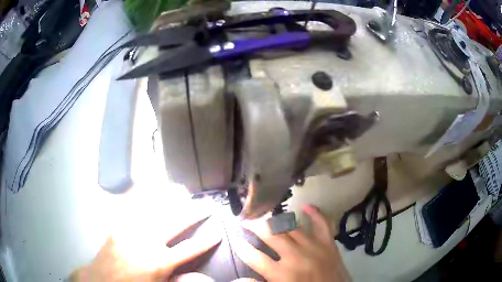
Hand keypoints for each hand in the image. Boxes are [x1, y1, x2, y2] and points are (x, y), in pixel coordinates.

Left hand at [70, 186, 221, 281]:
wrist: (101, 280)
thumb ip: (181, 280)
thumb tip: (205, 276)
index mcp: (159, 262)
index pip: (189, 248)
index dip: (206, 240)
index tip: (218, 232)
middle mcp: (146, 242)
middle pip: (175, 222)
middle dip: (194, 213)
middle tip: (207, 205)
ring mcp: (130, 230)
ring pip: (154, 208)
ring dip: (170, 198)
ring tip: (184, 190)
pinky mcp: (117, 224)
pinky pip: (131, 206)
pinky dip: (143, 194)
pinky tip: (151, 187)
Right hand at [234, 205, 350, 281]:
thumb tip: (239, 278)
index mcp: (282, 274)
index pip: (254, 257)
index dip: (242, 247)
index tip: (236, 239)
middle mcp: (296, 257)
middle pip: (271, 235)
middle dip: (255, 226)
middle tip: (246, 220)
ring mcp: (314, 247)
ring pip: (292, 227)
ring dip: (277, 219)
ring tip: (266, 215)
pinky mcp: (329, 244)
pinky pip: (322, 223)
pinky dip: (315, 213)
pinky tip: (306, 206)